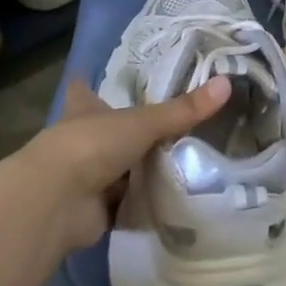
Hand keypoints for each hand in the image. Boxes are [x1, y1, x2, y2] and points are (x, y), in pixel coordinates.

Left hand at [14, 76, 232, 253]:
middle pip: (106, 131)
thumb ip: (183, 110)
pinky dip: (142, 202)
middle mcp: (82, 140)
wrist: (57, 202)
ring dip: (138, 169)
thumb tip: (227, 83)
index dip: (87, 83)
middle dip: (127, 131)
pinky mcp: (94, 210)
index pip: (83, 90)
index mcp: (84, 109)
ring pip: (117, 168)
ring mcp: (86, 177)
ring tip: (179, 159)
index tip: (93, 75)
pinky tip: (169, 199)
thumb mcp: (142, 122)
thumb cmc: (92, 144)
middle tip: (166, 122)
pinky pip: (125, 203)